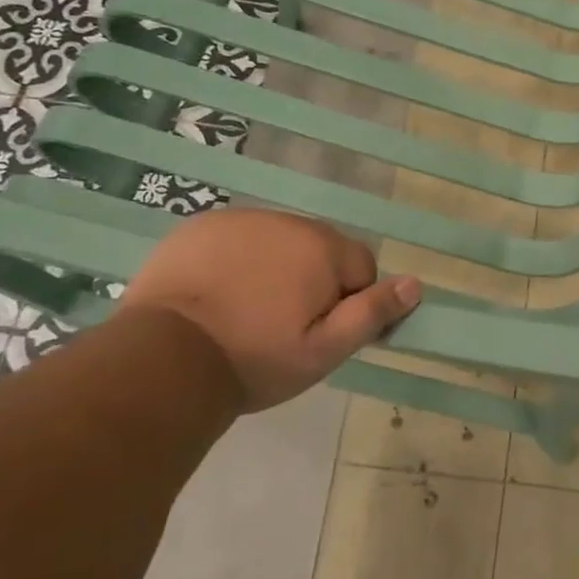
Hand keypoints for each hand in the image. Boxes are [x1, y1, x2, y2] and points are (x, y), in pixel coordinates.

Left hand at [121, 209, 419, 417]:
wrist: (164, 358)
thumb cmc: (256, 358)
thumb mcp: (324, 350)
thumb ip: (372, 313)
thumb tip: (414, 284)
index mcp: (322, 248)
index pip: (361, 266)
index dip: (349, 302)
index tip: (320, 333)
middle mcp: (286, 221)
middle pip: (320, 250)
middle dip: (312, 281)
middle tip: (282, 326)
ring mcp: (239, 219)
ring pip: (278, 243)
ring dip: (275, 268)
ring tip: (246, 312)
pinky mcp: (199, 226)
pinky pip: (237, 239)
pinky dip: (236, 260)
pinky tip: (216, 295)